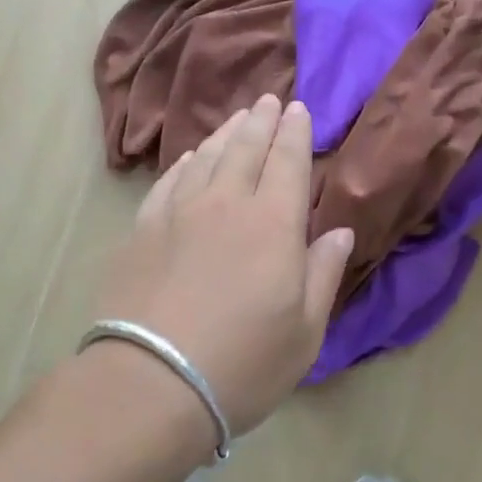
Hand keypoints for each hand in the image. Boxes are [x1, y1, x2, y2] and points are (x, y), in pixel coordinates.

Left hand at [93, 94, 354, 437]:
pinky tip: (189, 159)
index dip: (295, 132)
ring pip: (206, 157)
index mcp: (273, 224)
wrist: (151, 381)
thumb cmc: (242, 364)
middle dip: (261, 121)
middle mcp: (226, 204)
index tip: (299, 109)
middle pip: (246, 148)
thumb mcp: (305, 332)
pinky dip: (185, 162)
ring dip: (225, 133)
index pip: (288, 162)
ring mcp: (178, 212)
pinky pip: (169, 180)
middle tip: (269, 99)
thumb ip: (323, 274)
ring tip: (237, 119)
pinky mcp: (142, 228)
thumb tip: (338, 231)